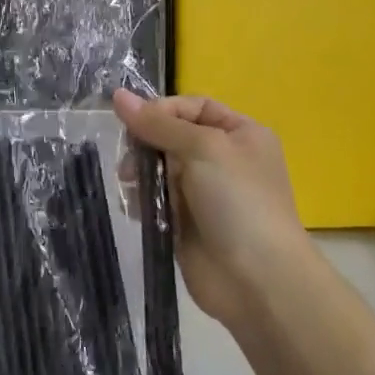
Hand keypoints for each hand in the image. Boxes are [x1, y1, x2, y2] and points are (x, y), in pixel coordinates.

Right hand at [113, 90, 313, 334]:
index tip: (135, 124)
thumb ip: (158, 123)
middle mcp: (224, 159)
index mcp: (240, 134)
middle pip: (171, 136)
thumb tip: (118, 95)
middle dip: (146, 145)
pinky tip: (137, 209)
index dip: (162, 110)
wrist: (257, 279)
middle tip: (129, 161)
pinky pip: (155, 199)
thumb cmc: (237, 202)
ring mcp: (205, 193)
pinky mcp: (186, 222)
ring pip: (158, 169)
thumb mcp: (202, 148)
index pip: (193, 107)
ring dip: (140, 174)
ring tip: (132, 187)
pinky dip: (142, 200)